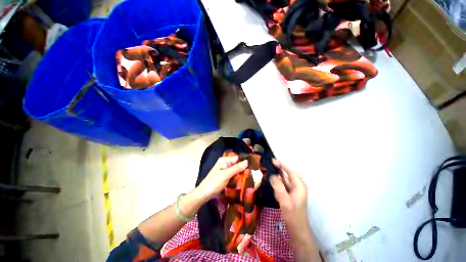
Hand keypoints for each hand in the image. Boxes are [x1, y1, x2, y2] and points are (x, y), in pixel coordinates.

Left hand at [196, 156, 247, 201]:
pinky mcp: (224, 177)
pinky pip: (233, 176)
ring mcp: (224, 171)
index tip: (251, 168)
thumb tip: (247, 161)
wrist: (204, 194)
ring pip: (235, 171)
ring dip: (240, 175)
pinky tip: (241, 182)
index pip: (237, 159)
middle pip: (236, 165)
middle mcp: (225, 164)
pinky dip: (236, 178)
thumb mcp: (226, 174)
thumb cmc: (215, 182)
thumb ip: (237, 168)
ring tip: (247, 179)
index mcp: (224, 160)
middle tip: (250, 175)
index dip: (244, 163)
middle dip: (242, 170)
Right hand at [269, 159, 308, 230]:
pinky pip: (283, 185)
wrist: (297, 230)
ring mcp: (294, 191)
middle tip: (269, 164)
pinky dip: (278, 181)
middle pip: (288, 174)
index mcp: (299, 186)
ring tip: (268, 170)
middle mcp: (297, 187)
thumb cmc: (293, 215)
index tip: (273, 160)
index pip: (291, 172)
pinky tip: (271, 181)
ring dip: (278, 174)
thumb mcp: (285, 201)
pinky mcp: (290, 195)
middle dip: (279, 168)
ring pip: (285, 180)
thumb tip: (272, 175)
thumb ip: (278, 186)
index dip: (282, 165)